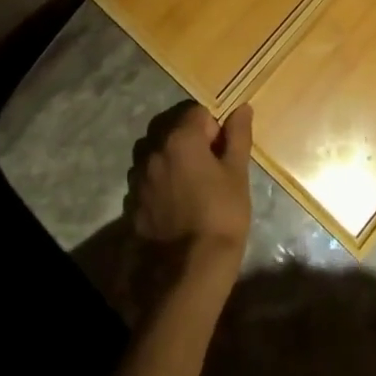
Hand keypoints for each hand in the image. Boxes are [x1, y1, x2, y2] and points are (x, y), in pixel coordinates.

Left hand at [127, 102, 253, 267]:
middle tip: (209, 171)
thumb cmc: (222, 213)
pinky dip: (159, 185)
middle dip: (190, 143)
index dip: (213, 130)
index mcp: (180, 138)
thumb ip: (238, 135)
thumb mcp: (237, 173)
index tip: (222, 154)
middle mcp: (153, 151)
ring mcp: (139, 178)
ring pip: (156, 155)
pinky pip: (147, 181)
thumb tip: (242, 107)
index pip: (197, 112)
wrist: (192, 268)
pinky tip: (175, 207)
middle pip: (172, 131)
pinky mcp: (132, 203)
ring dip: (171, 162)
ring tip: (190, 189)